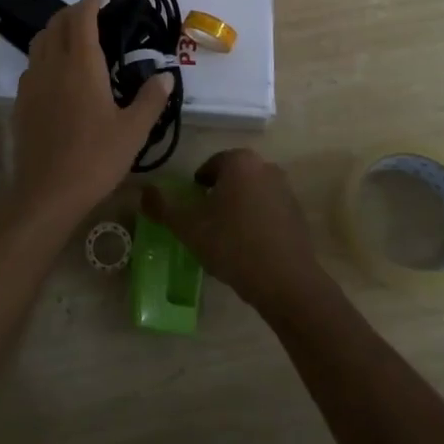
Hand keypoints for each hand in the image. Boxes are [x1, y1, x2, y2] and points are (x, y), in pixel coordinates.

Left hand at [9, 0, 172, 228]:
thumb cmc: (96, 158)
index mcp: (82, 64)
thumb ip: (151, 99)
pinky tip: (57, 72)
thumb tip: (165, 75)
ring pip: (40, 41)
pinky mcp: (22, 100)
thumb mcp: (133, 131)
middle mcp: (53, 64)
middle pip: (58, 23)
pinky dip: (45, 53)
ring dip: (57, 29)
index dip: (92, 1)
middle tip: (92, 13)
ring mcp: (33, 82)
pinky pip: (33, 63)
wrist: (47, 192)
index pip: (83, 18)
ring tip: (74, 36)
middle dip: (74, 12)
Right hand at [142, 149, 332, 318]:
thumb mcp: (188, 227)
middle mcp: (266, 167)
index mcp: (240, 162)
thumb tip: (144, 191)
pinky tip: (249, 249)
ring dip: (238, 210)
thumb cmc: (232, 244)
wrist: (285, 281)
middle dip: (218, 198)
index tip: (191, 212)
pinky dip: (257, 223)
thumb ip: (163, 207)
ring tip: (226, 240)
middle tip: (205, 225)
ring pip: (251, 195)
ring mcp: (286, 190)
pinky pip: (269, 212)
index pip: (209, 167)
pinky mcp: (298, 215)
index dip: (196, 189)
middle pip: (232, 179)